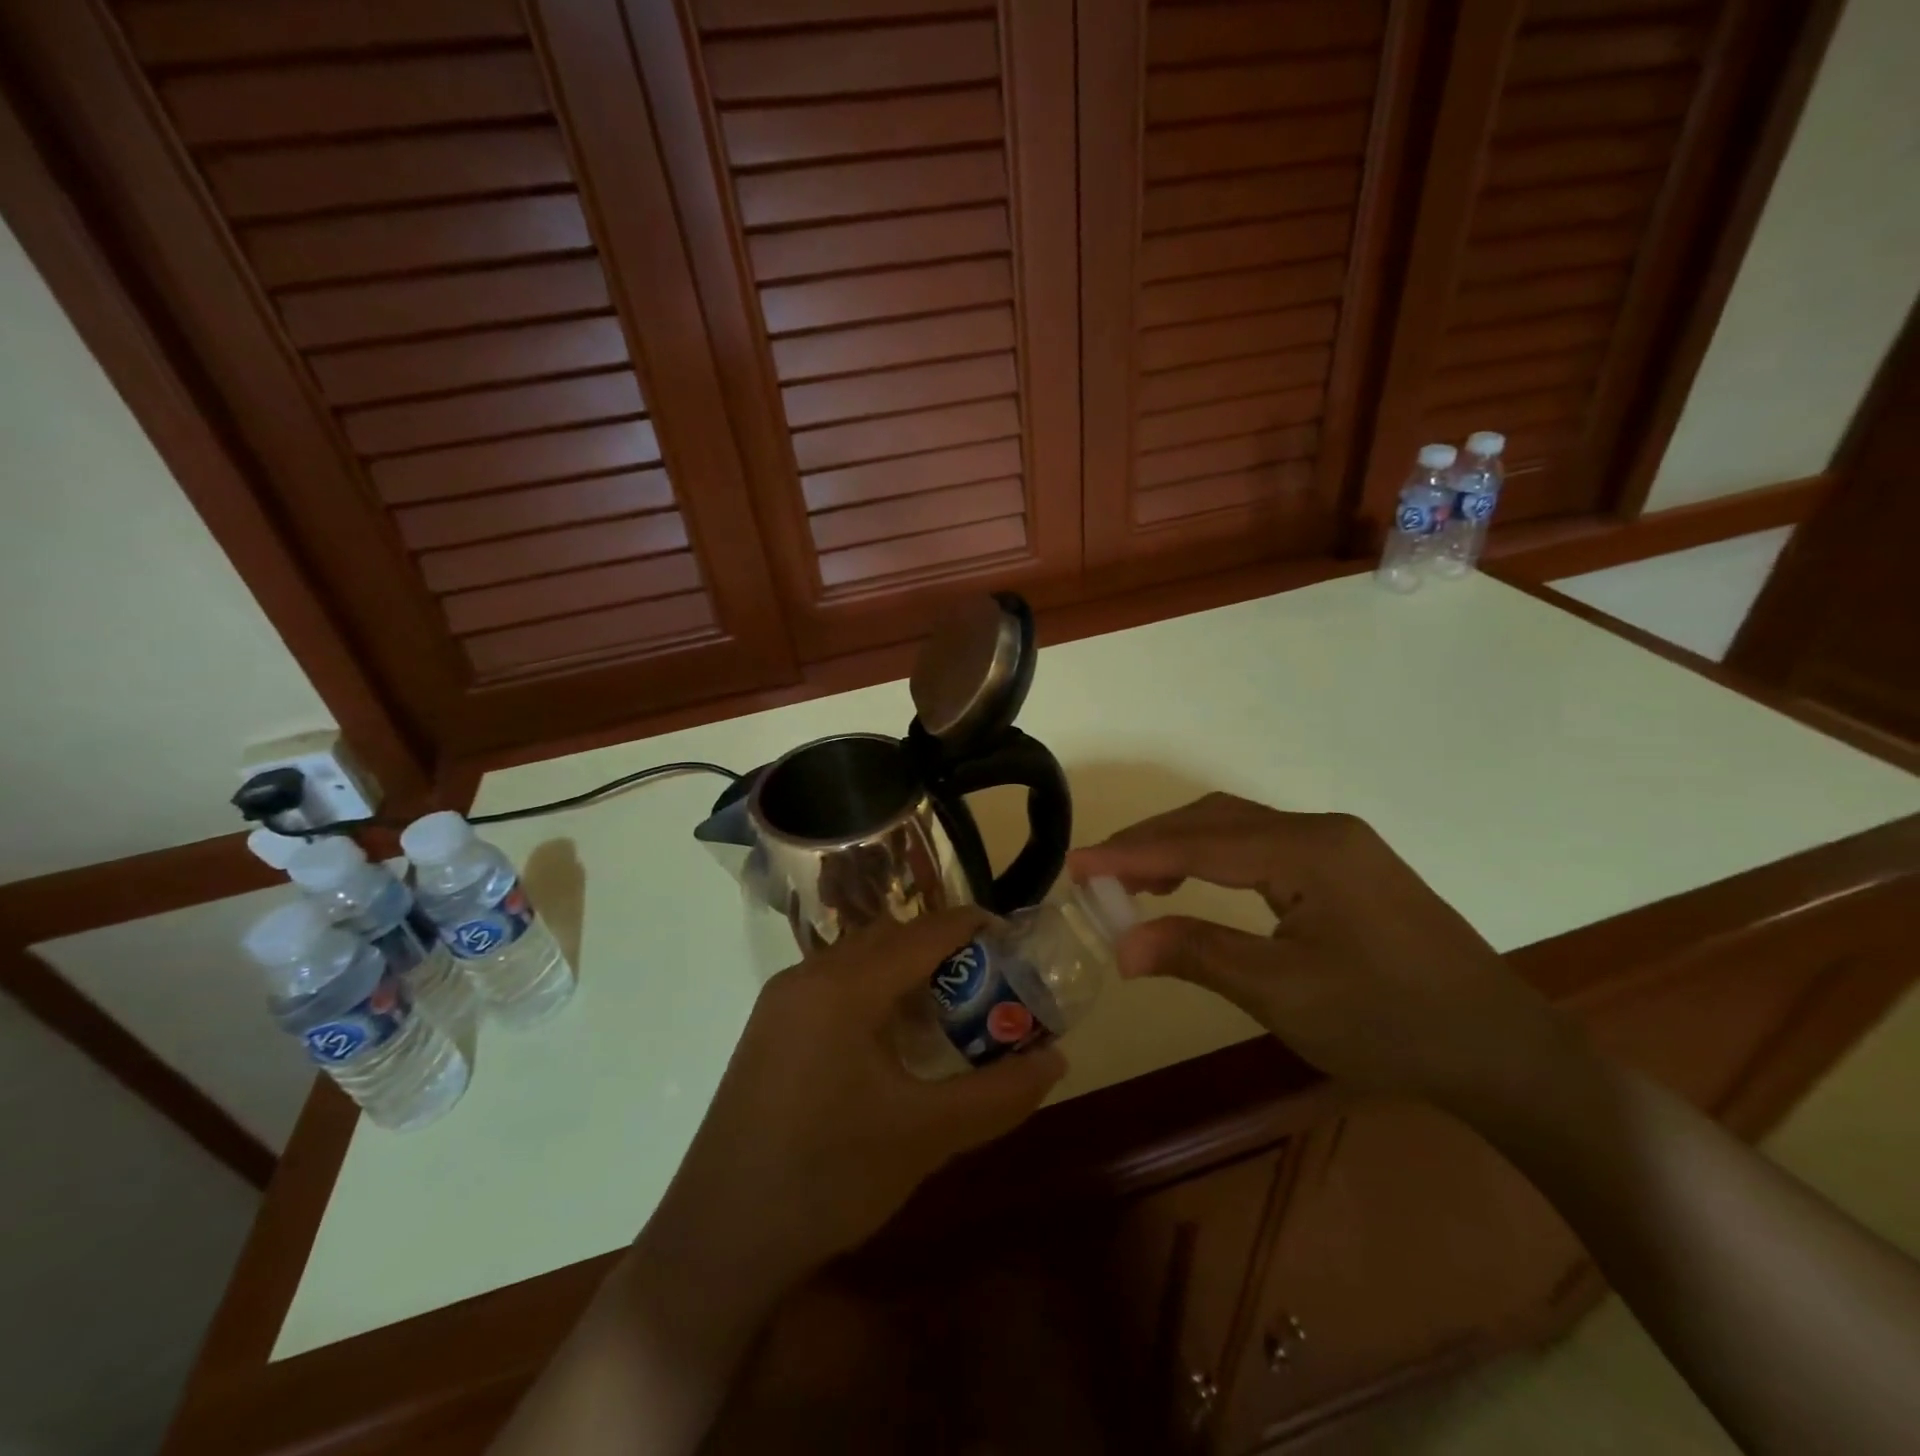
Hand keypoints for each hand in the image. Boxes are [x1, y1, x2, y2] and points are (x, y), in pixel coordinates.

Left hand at [641, 908, 1065, 1292]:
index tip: (1017, 940)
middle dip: (944, 950)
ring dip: (908, 972)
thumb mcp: (926, 1137)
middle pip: (891, 938)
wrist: (719, 1241)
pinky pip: (835, 985)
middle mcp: (808, 975)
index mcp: (844, 987)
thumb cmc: (828, 1178)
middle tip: (990, 983)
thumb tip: (1056, 1061)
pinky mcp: (770, 1029)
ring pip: (860, 960)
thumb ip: (998, 1095)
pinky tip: (895, 1040)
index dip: (975, 928)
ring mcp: (782, 1001)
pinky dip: (876, 993)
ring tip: (949, 1010)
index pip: (924, 933)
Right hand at [1069, 794, 1577, 1111]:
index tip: (1075, 865)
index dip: (1131, 854)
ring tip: (1133, 879)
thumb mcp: (1285, 993)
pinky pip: (1261, 845)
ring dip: (1180, 846)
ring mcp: (1337, 844)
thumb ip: (1199, 955)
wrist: (1503, 1051)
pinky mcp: (1345, 866)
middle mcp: (1320, 829)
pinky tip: (1194, 882)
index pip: (1199, 843)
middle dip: (1151, 843)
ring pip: (1236, 827)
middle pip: (1214, 820)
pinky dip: (1214, 858)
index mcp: (1308, 850)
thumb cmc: (1392, 1024)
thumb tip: (1121, 947)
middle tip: (1097, 874)